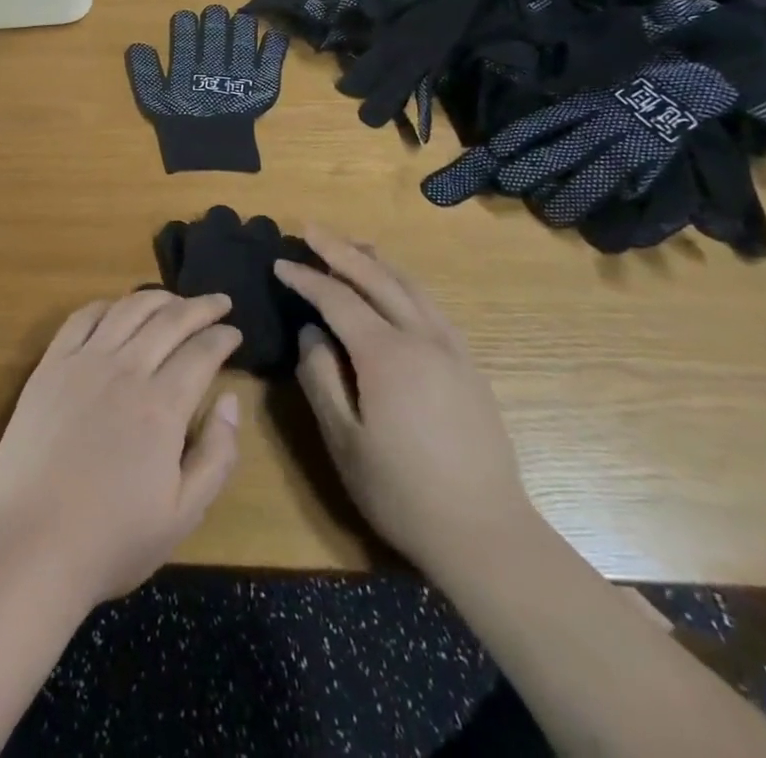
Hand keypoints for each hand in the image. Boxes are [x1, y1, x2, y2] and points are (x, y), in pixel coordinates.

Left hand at [0, 290, 243, 608]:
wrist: (31, 543)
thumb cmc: (112, 539)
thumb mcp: (183, 514)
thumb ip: (217, 454)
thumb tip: (232, 401)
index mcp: (161, 406)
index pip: (201, 352)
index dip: (223, 337)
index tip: (235, 332)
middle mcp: (125, 370)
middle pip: (169, 320)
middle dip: (199, 307)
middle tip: (218, 302)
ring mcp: (83, 363)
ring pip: (127, 310)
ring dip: (156, 298)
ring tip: (175, 300)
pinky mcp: (50, 366)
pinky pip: (81, 318)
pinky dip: (107, 305)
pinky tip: (117, 308)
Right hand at [275, 228, 533, 577]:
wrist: (486, 535)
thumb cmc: (402, 492)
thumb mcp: (344, 440)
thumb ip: (320, 378)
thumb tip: (311, 333)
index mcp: (387, 355)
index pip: (338, 299)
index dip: (306, 278)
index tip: (279, 263)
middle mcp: (422, 338)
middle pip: (377, 278)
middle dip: (340, 250)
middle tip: (310, 230)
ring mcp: (452, 350)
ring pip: (410, 286)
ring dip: (376, 260)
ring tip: (351, 245)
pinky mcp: (469, 366)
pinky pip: (431, 305)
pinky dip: (405, 283)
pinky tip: (395, 287)